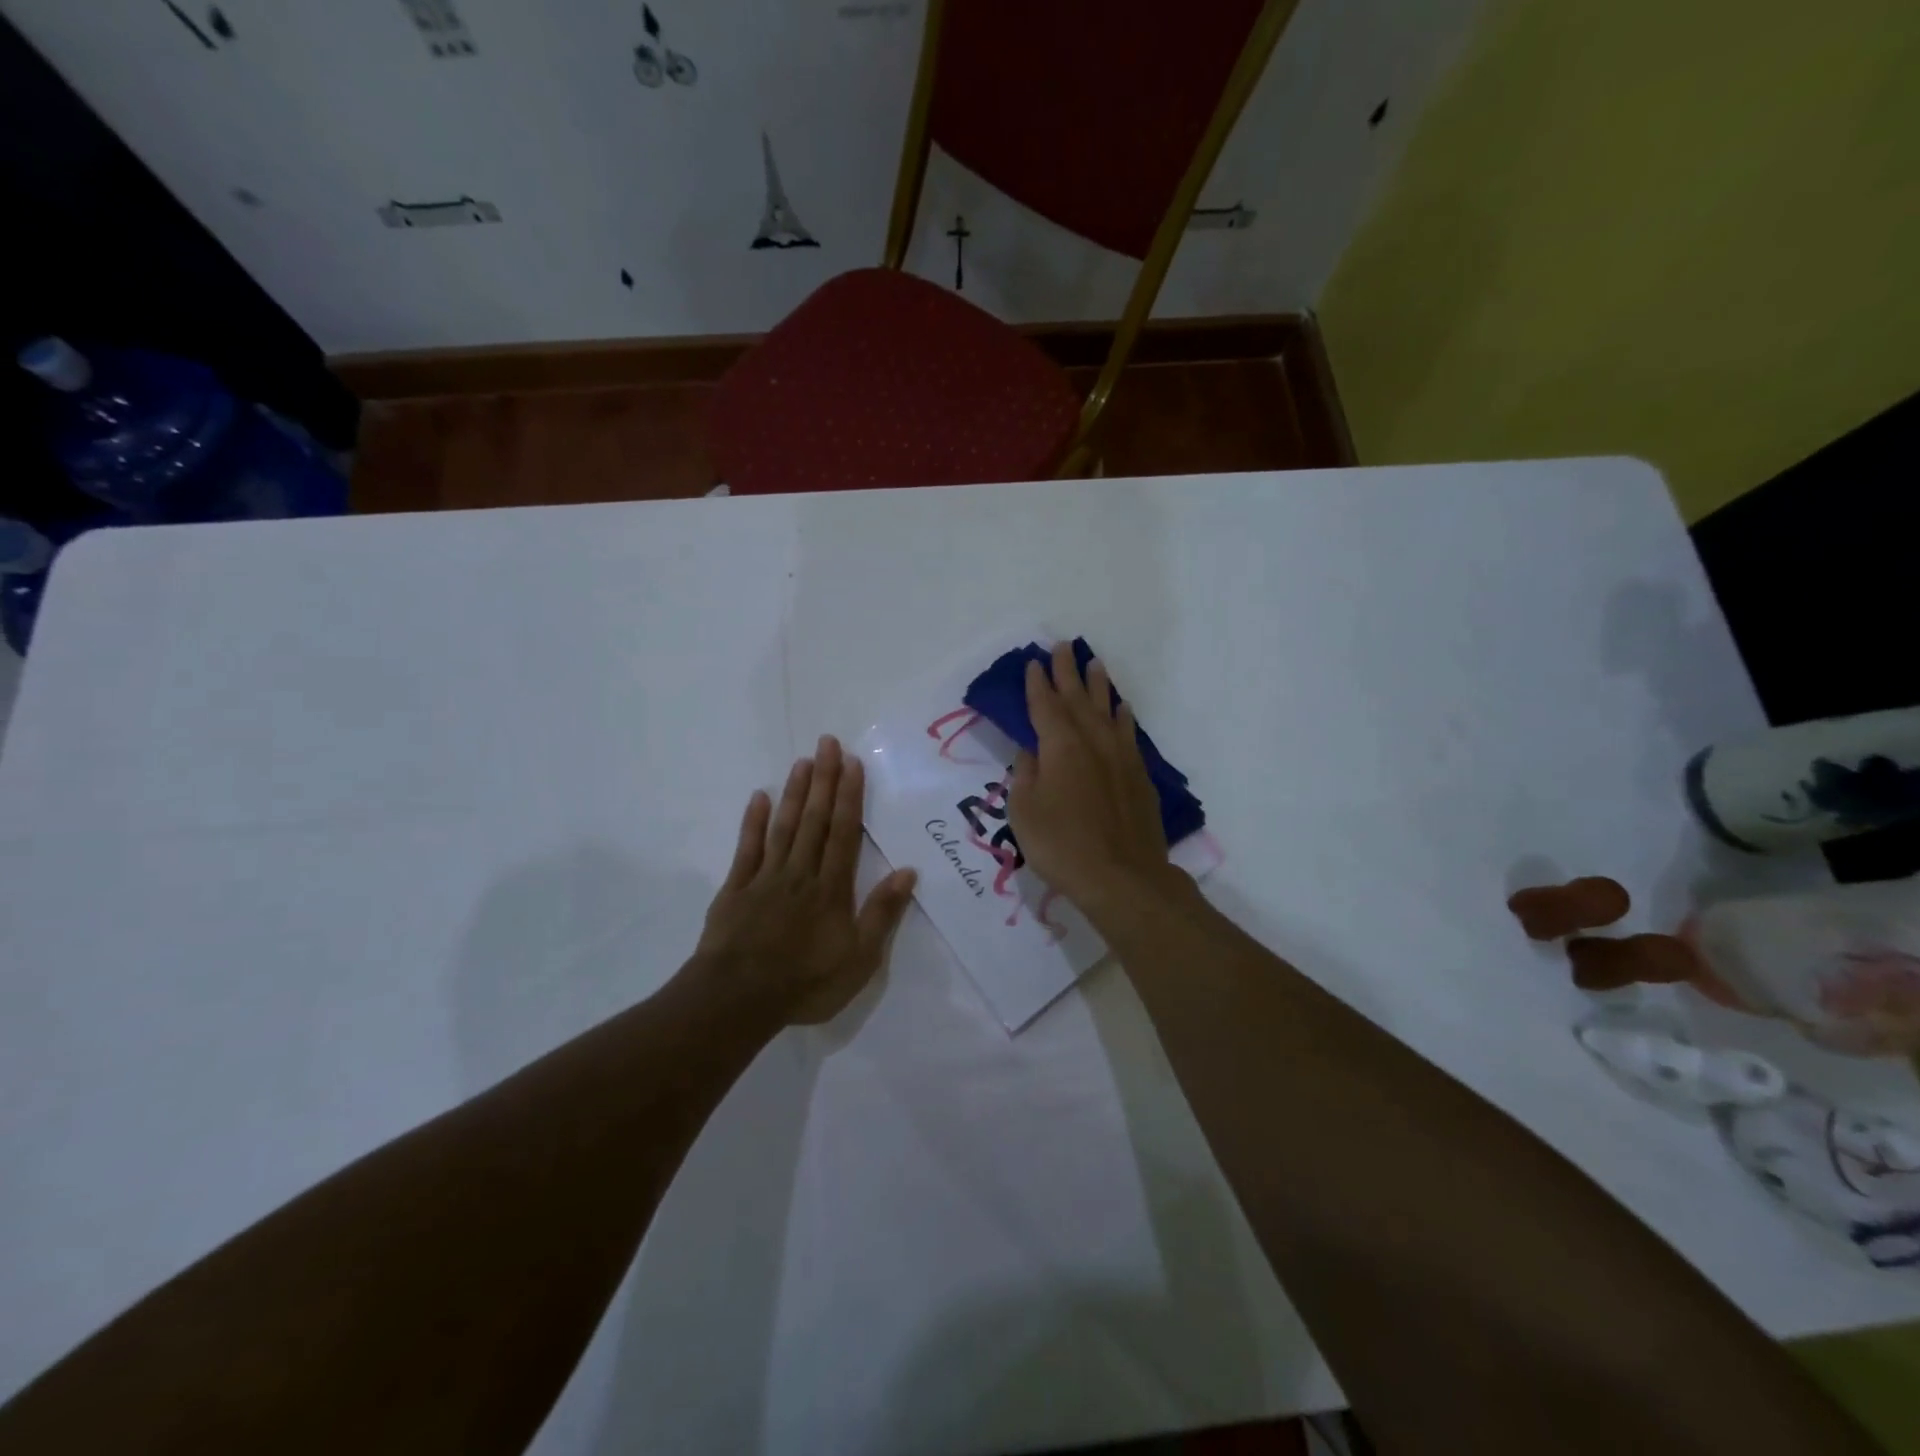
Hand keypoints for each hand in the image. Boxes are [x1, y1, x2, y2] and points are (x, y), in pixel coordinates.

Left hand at [695, 736, 916, 1024]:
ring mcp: (766, 878)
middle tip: (827, 743)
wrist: (737, 1000)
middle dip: (823, 781)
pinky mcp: (736, 889)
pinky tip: (758, 797)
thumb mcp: (858, 960)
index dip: (849, 796)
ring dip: (794, 793)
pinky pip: (747, 849)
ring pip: (784, 827)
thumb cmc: (805, 982)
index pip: (844, 833)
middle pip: (814, 820)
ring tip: (802, 762)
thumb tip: (908, 872)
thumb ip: (881, 913)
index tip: (851, 763)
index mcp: (831, 888)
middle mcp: (800, 873)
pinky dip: (753, 822)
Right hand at [1007, 642, 1172, 914]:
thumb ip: (1025, 775)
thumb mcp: (1024, 812)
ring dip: (1098, 686)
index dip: (1037, 684)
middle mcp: (1092, 742)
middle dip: (1067, 672)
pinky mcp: (1139, 776)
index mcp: (1060, 747)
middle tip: (1062, 646)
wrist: (1123, 878)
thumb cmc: (1061, 845)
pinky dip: (1122, 716)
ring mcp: (1120, 757)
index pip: (1044, 706)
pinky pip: (1129, 733)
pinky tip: (1121, 708)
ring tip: (1094, 663)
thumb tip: (1032, 752)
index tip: (1033, 663)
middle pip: (1077, 699)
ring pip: (1107, 710)